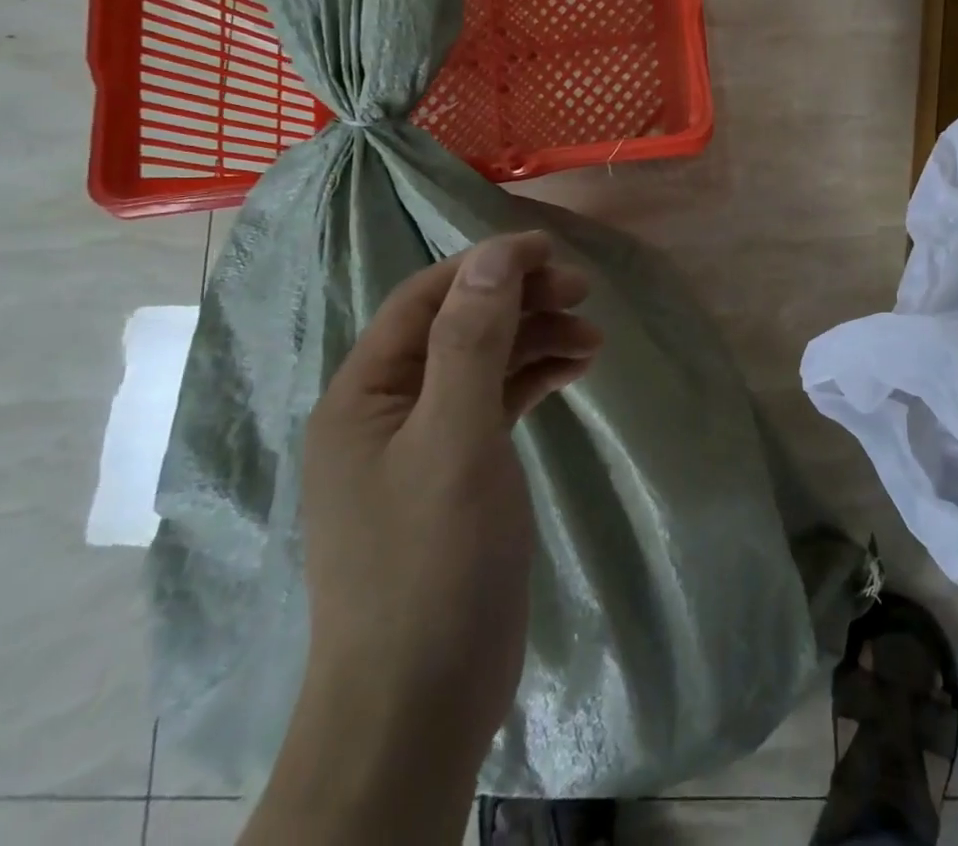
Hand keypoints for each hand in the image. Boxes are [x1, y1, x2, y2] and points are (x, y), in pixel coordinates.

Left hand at [297, 231, 600, 770]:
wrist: (420, 704)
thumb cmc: (431, 560)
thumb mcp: (454, 438)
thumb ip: (471, 340)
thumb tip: (493, 255)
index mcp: (365, 392)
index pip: (427, 299)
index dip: (486, 265)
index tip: (550, 252)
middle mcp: (388, 409)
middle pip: (458, 327)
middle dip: (519, 302)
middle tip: (582, 294)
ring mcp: (423, 444)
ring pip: (482, 364)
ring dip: (534, 341)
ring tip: (593, 339)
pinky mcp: (457, 475)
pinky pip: (495, 404)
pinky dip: (533, 381)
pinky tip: (572, 372)